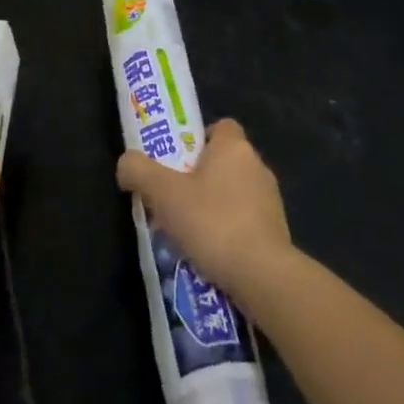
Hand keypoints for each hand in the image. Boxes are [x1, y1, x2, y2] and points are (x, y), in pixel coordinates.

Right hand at [116, 118, 293, 301]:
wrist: (262, 276)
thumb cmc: (212, 222)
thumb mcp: (162, 193)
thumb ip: (138, 170)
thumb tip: (126, 164)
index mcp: (234, 147)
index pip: (220, 127)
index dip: (198, 139)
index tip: (177, 160)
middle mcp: (257, 166)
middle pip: (224, 162)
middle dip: (200, 177)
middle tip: (173, 197)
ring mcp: (271, 201)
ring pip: (235, 193)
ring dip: (214, 207)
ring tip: (188, 231)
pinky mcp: (277, 233)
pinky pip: (246, 222)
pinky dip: (229, 232)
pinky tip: (210, 253)